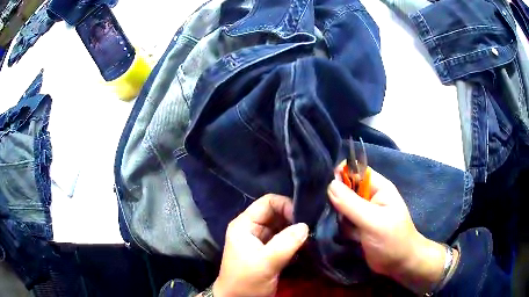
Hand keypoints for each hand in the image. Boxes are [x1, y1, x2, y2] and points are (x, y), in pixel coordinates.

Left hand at [212, 194, 308, 296]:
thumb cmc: (246, 281)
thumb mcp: (265, 263)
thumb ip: (286, 243)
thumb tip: (306, 226)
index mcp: (245, 225)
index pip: (267, 202)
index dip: (286, 206)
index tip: (303, 219)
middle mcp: (253, 228)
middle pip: (277, 213)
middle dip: (294, 218)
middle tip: (313, 225)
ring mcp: (261, 240)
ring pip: (283, 226)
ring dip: (297, 230)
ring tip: (314, 233)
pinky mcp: (270, 251)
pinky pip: (285, 239)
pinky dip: (296, 240)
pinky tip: (308, 243)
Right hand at [328, 168, 457, 293]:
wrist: (399, 264)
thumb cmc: (392, 240)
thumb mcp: (373, 221)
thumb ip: (351, 204)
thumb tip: (330, 184)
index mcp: (379, 188)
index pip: (356, 170)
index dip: (341, 174)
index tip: (327, 188)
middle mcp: (370, 197)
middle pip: (347, 187)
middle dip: (337, 197)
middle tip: (330, 210)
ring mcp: (363, 212)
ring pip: (342, 205)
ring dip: (337, 214)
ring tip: (337, 224)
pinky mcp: (358, 226)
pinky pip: (343, 220)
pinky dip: (340, 225)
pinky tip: (341, 233)